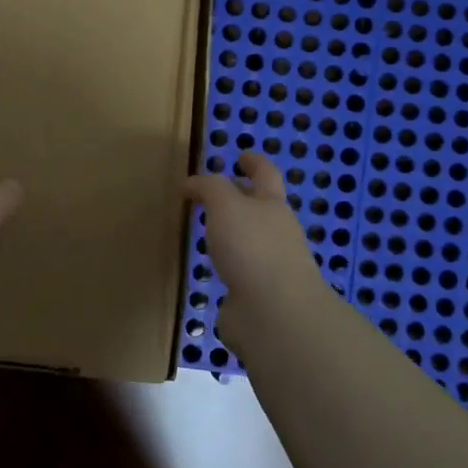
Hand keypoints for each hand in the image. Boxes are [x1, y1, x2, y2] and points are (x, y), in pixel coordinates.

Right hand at [182, 152, 324, 351]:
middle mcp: (275, 233)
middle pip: (260, 208)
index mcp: (272, 206)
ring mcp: (268, 266)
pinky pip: (239, 271)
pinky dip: (227, 265)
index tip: (242, 154)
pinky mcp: (255, 294)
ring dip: (232, 234)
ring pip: (249, 241)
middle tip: (213, 193)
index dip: (254, 162)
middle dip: (242, 199)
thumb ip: (209, 188)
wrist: (274, 313)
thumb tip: (192, 184)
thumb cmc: (252, 247)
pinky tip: (210, 267)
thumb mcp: (226, 205)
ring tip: (206, 230)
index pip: (266, 175)